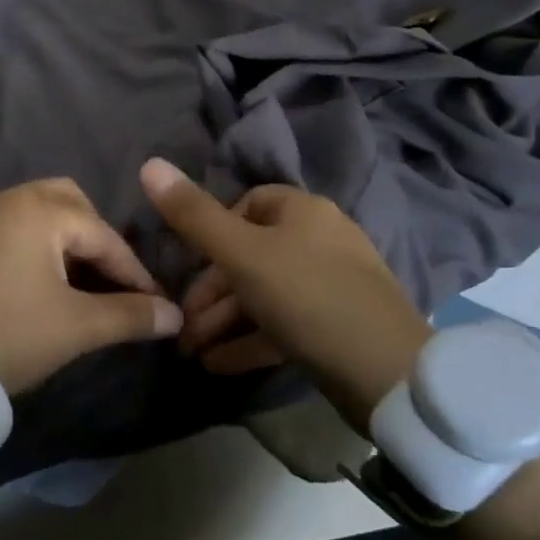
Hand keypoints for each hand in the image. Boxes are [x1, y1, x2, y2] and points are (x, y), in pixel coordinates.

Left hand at [0, 178, 183, 394]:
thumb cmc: (8, 333)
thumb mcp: (75, 327)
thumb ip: (130, 315)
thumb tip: (175, 315)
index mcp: (40, 209)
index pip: (103, 236)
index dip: (134, 272)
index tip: (157, 303)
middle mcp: (10, 198)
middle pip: (71, 203)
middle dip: (97, 239)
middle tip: (112, 280)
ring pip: (40, 212)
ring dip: (67, 240)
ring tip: (82, 283)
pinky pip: (14, 227)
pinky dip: (38, 245)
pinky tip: (43, 281)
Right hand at [139, 159, 432, 430]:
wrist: (389, 375)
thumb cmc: (308, 297)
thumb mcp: (242, 255)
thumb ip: (193, 215)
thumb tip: (149, 164)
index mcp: (303, 211)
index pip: (248, 204)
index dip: (213, 230)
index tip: (189, 263)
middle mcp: (320, 240)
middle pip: (251, 255)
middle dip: (211, 291)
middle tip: (182, 326)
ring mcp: (332, 285)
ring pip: (264, 294)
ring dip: (224, 320)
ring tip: (191, 352)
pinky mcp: (337, 327)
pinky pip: (283, 325)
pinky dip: (249, 340)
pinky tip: (218, 365)